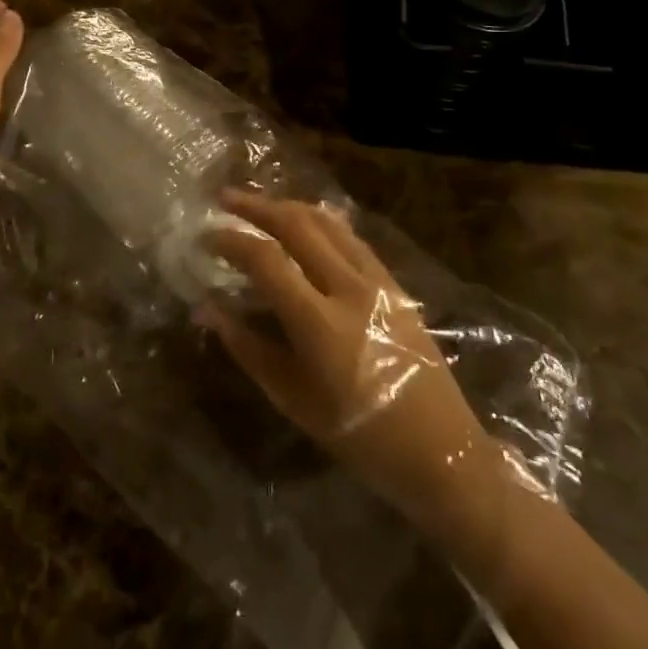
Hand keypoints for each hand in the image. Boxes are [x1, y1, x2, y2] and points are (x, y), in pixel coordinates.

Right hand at [199, 191, 506, 526]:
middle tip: (225, 198)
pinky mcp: (394, 282)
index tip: (207, 234)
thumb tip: (206, 309)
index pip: (266, 260)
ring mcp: (377, 280)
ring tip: (259, 205)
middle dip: (257, 206)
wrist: (441, 449)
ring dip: (288, 206)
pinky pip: (350, 237)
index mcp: (320, 323)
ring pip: (326, 222)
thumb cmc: (359, 436)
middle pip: (298, 224)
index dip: (232, 240)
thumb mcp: (294, 400)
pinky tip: (305, 223)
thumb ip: (247, 348)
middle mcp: (349, 288)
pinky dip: (320, 221)